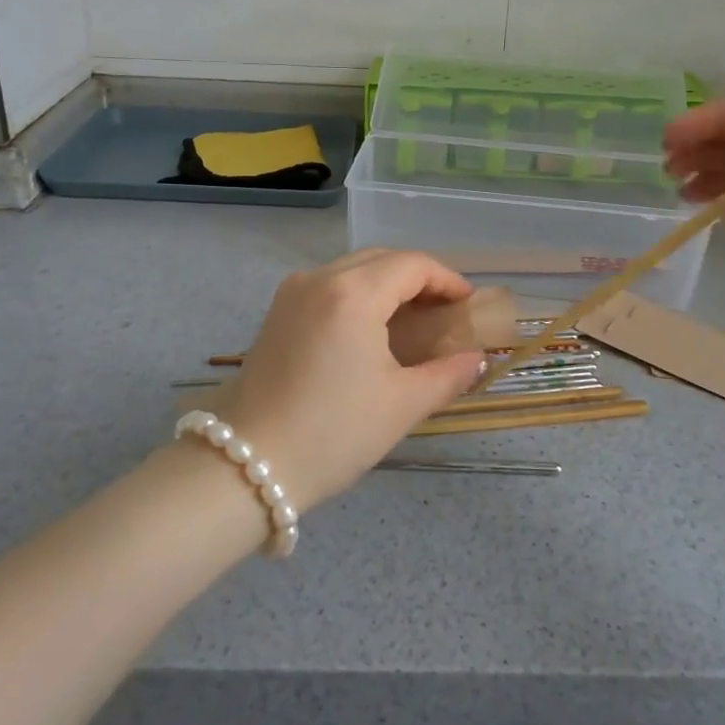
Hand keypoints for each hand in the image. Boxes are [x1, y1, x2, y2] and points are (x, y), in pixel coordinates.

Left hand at [226, 250, 487, 513]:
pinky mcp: (277, 312)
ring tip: (413, 319)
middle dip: (419, 278)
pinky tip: (371, 327)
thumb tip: (476, 359)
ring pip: (353, 269)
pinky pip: (329, 285)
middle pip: (382, 259)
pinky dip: (359, 293)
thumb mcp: (402, 405)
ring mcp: (293, 292)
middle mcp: (320, 278)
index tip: (468, 305)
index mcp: (353, 293)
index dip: (447, 280)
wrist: (247, 465)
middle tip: (445, 312)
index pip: (412, 265)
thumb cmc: (333, 433)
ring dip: (388, 283)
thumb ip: (448, 374)